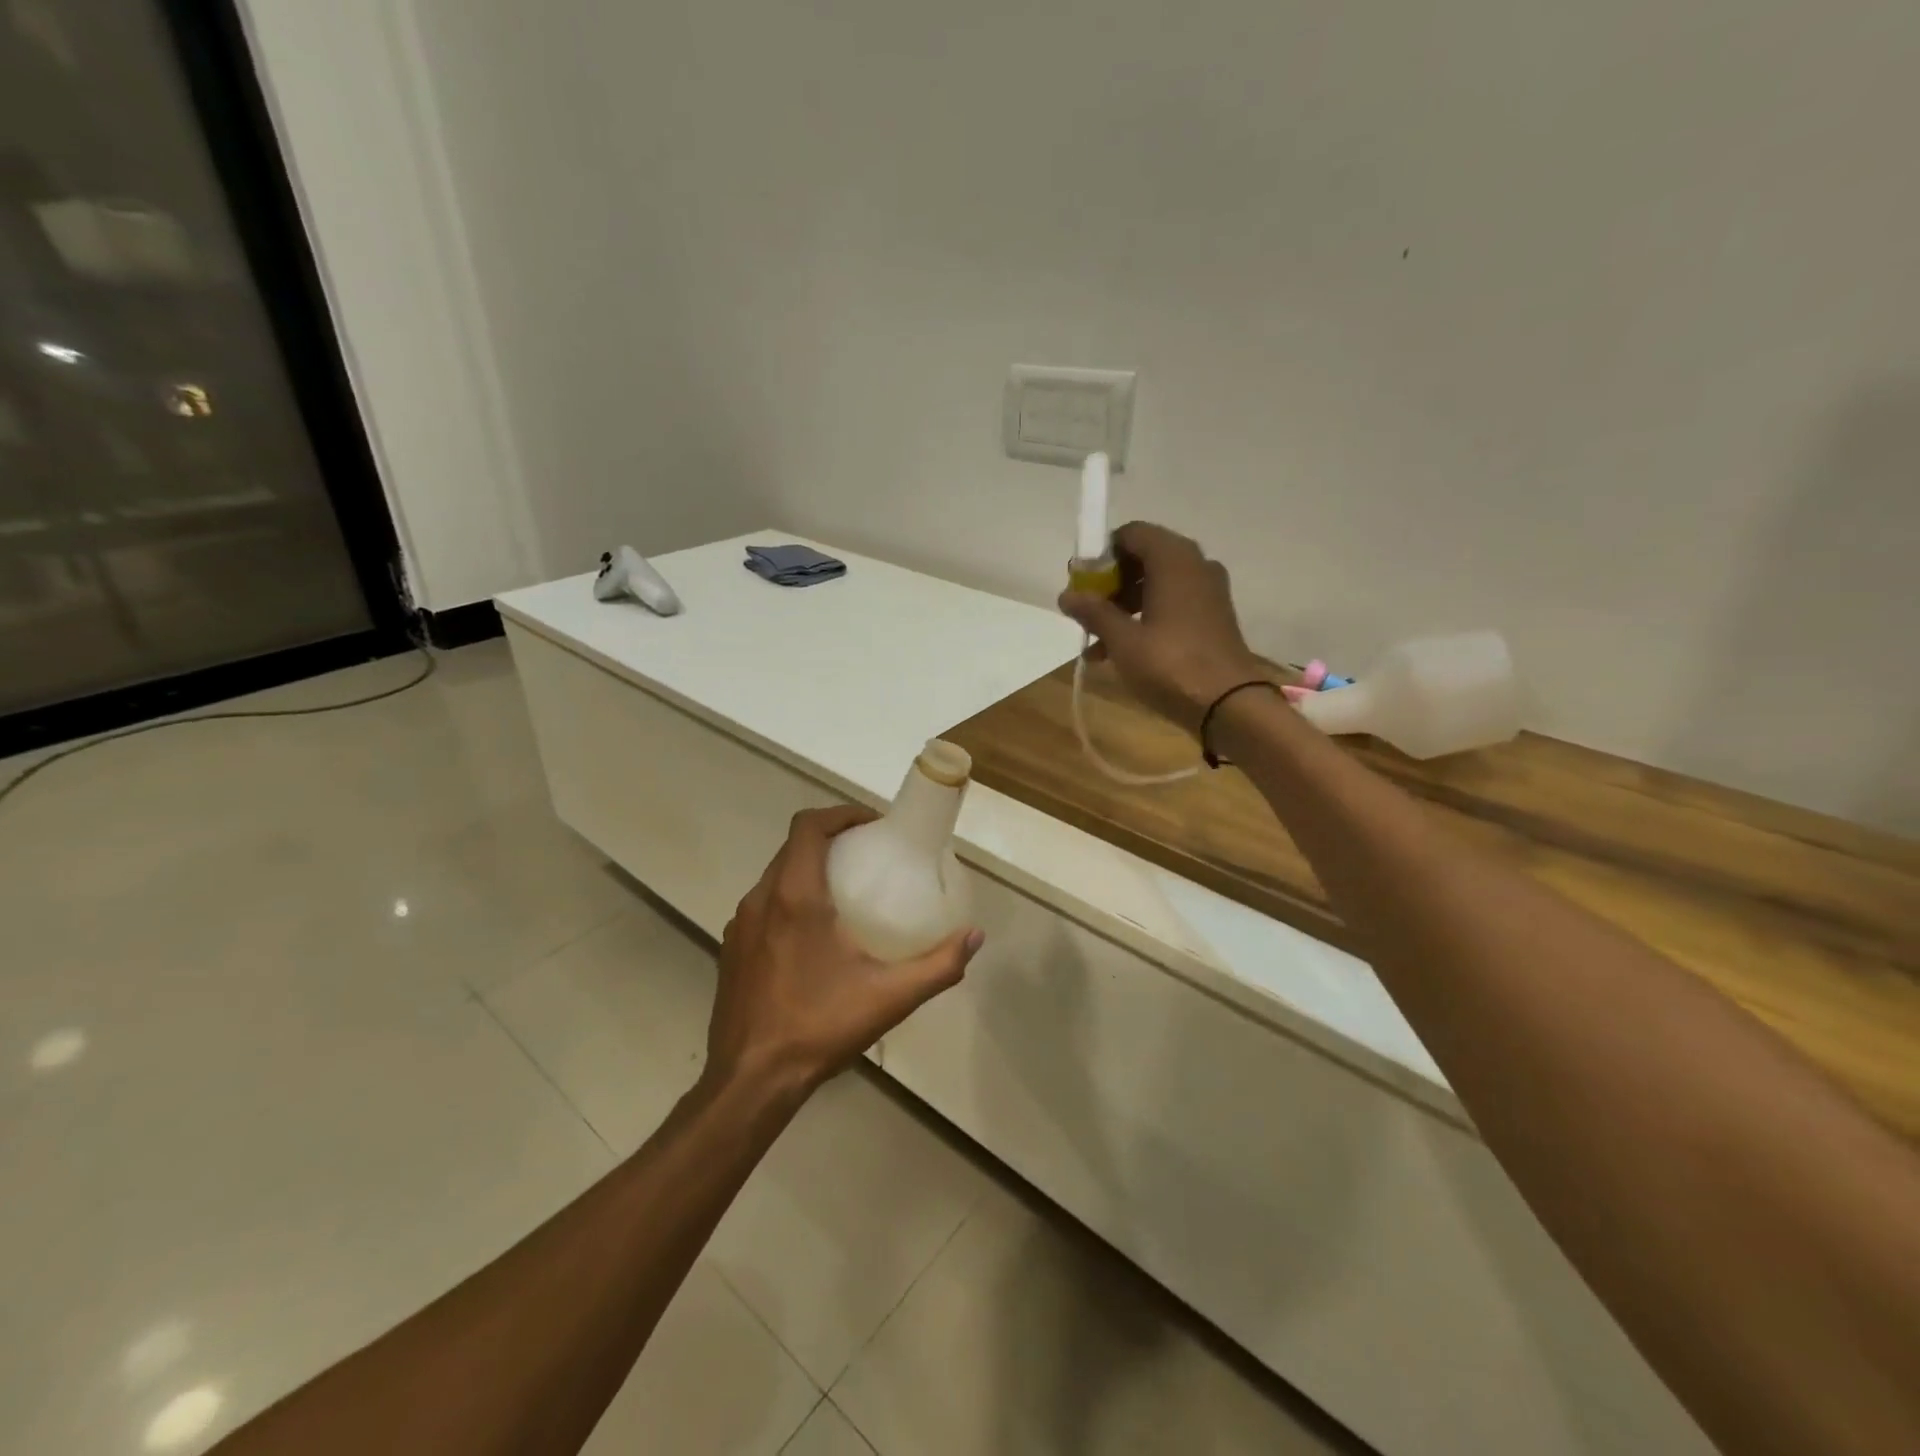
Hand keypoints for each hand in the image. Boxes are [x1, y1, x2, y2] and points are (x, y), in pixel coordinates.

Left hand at [709, 806, 983, 1100]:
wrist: (750, 1081)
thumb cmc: (819, 1027)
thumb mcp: (889, 997)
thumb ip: (938, 965)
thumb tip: (974, 936)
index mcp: (795, 896)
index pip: (808, 826)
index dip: (841, 813)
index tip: (873, 826)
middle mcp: (761, 899)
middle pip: (793, 846)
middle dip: (831, 839)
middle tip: (869, 855)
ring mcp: (740, 925)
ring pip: (776, 875)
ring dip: (809, 869)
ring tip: (846, 891)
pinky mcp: (731, 949)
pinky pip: (764, 905)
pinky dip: (790, 899)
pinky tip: (814, 935)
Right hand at [1058, 522, 1266, 733]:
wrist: (1229, 704)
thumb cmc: (1170, 664)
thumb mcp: (1123, 639)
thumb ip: (1094, 612)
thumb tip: (1067, 595)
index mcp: (1173, 558)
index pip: (1130, 534)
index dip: (1101, 556)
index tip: (1081, 585)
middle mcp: (1194, 565)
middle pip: (1143, 559)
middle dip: (1110, 585)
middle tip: (1087, 613)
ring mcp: (1207, 591)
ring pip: (1156, 585)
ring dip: (1123, 607)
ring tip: (1097, 643)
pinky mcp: (1212, 616)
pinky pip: (1172, 604)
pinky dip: (1146, 619)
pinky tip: (1120, 653)